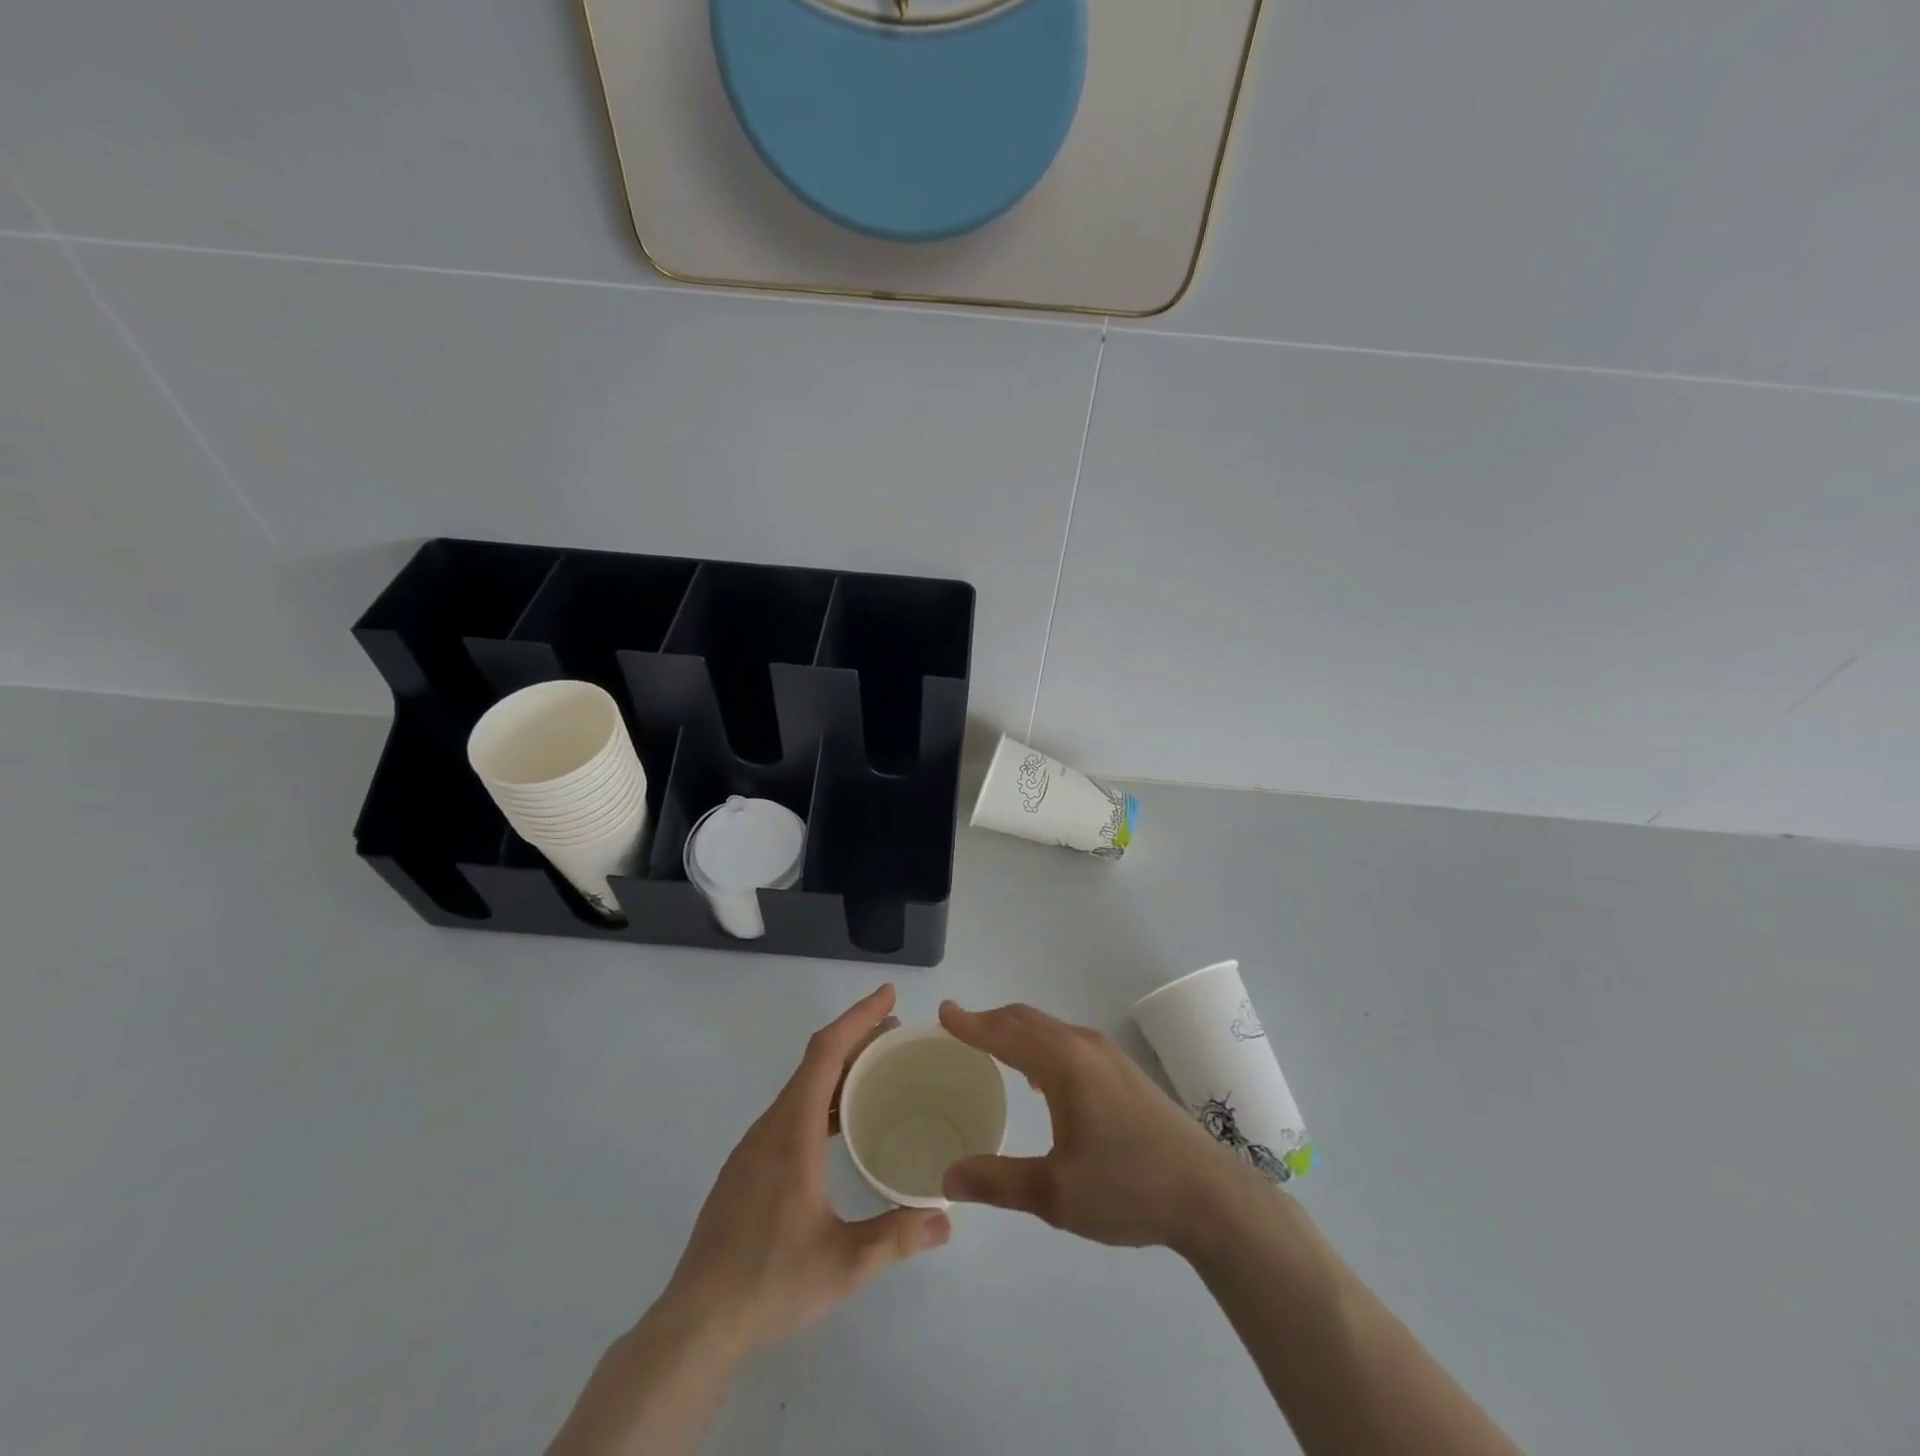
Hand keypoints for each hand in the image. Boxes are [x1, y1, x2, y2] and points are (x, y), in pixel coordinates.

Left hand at [661, 985, 951, 1360]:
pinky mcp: (746, 1169)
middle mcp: (770, 1126)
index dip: (858, 1017)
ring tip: (875, 1074)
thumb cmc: (771, 1283)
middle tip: (896, 1035)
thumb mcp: (845, 1264)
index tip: (888, 996)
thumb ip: (898, 1236)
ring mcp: (753, 1147)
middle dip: (856, 1039)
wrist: (695, 1326)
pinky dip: (820, 1098)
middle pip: (815, 1062)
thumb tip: (946, 1217)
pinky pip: (789, 1112)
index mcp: (792, 1131)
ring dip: (838, 1070)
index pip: (826, 1052)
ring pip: (800, 1088)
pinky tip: (838, 1127)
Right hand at [939, 1001, 1255, 1251]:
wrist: (1209, 1195)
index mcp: (1064, 1064)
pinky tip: (1038, 1078)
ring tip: (990, 1047)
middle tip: (958, 1028)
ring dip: (1016, 1031)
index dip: (970, 1023)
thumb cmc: (1128, 1188)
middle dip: (989, 1021)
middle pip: (1026, 1020)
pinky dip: (1040, 1044)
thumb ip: (997, 1181)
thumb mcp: (1055, 1194)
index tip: (943, 1011)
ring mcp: (1108, 1055)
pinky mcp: (1124, 1071)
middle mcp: (1084, 1046)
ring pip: (1049, 1029)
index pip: (1005, 1033)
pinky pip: (1068, 1042)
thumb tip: (948, 1174)